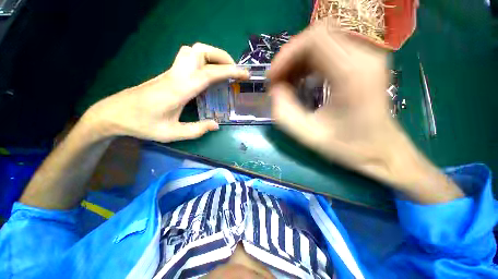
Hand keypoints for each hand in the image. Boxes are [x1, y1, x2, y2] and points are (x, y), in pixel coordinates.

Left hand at [84, 43, 248, 141]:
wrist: (114, 114)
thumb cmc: (142, 124)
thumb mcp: (172, 133)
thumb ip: (197, 129)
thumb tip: (216, 125)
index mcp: (180, 89)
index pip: (209, 73)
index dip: (229, 71)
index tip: (244, 73)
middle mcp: (177, 75)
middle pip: (200, 50)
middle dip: (221, 56)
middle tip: (233, 70)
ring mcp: (172, 72)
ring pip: (193, 51)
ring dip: (212, 56)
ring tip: (223, 71)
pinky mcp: (169, 74)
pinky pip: (190, 60)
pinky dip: (204, 62)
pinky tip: (208, 77)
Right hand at [269, 22, 462, 202]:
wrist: (382, 150)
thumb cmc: (348, 146)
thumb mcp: (308, 134)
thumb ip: (284, 111)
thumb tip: (275, 90)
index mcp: (352, 74)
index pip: (314, 39)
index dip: (287, 54)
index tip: (273, 77)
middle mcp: (364, 57)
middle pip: (317, 35)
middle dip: (290, 57)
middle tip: (278, 81)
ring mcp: (367, 56)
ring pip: (322, 41)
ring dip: (298, 60)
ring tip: (287, 82)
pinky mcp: (363, 62)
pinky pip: (329, 50)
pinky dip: (308, 62)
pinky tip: (302, 80)